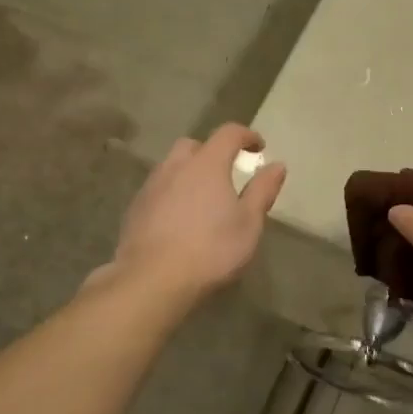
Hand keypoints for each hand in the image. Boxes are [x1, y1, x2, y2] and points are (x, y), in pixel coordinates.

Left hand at [90, 124, 285, 304]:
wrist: (153, 279)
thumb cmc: (211, 249)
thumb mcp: (249, 223)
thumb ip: (263, 190)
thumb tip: (277, 165)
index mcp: (207, 164)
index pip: (228, 133)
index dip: (246, 135)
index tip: (259, 148)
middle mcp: (176, 167)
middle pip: (194, 146)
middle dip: (212, 152)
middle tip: (227, 173)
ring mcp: (151, 187)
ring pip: (172, 167)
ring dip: (189, 173)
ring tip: (203, 198)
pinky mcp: (135, 209)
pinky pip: (158, 189)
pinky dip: (173, 193)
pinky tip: (180, 219)